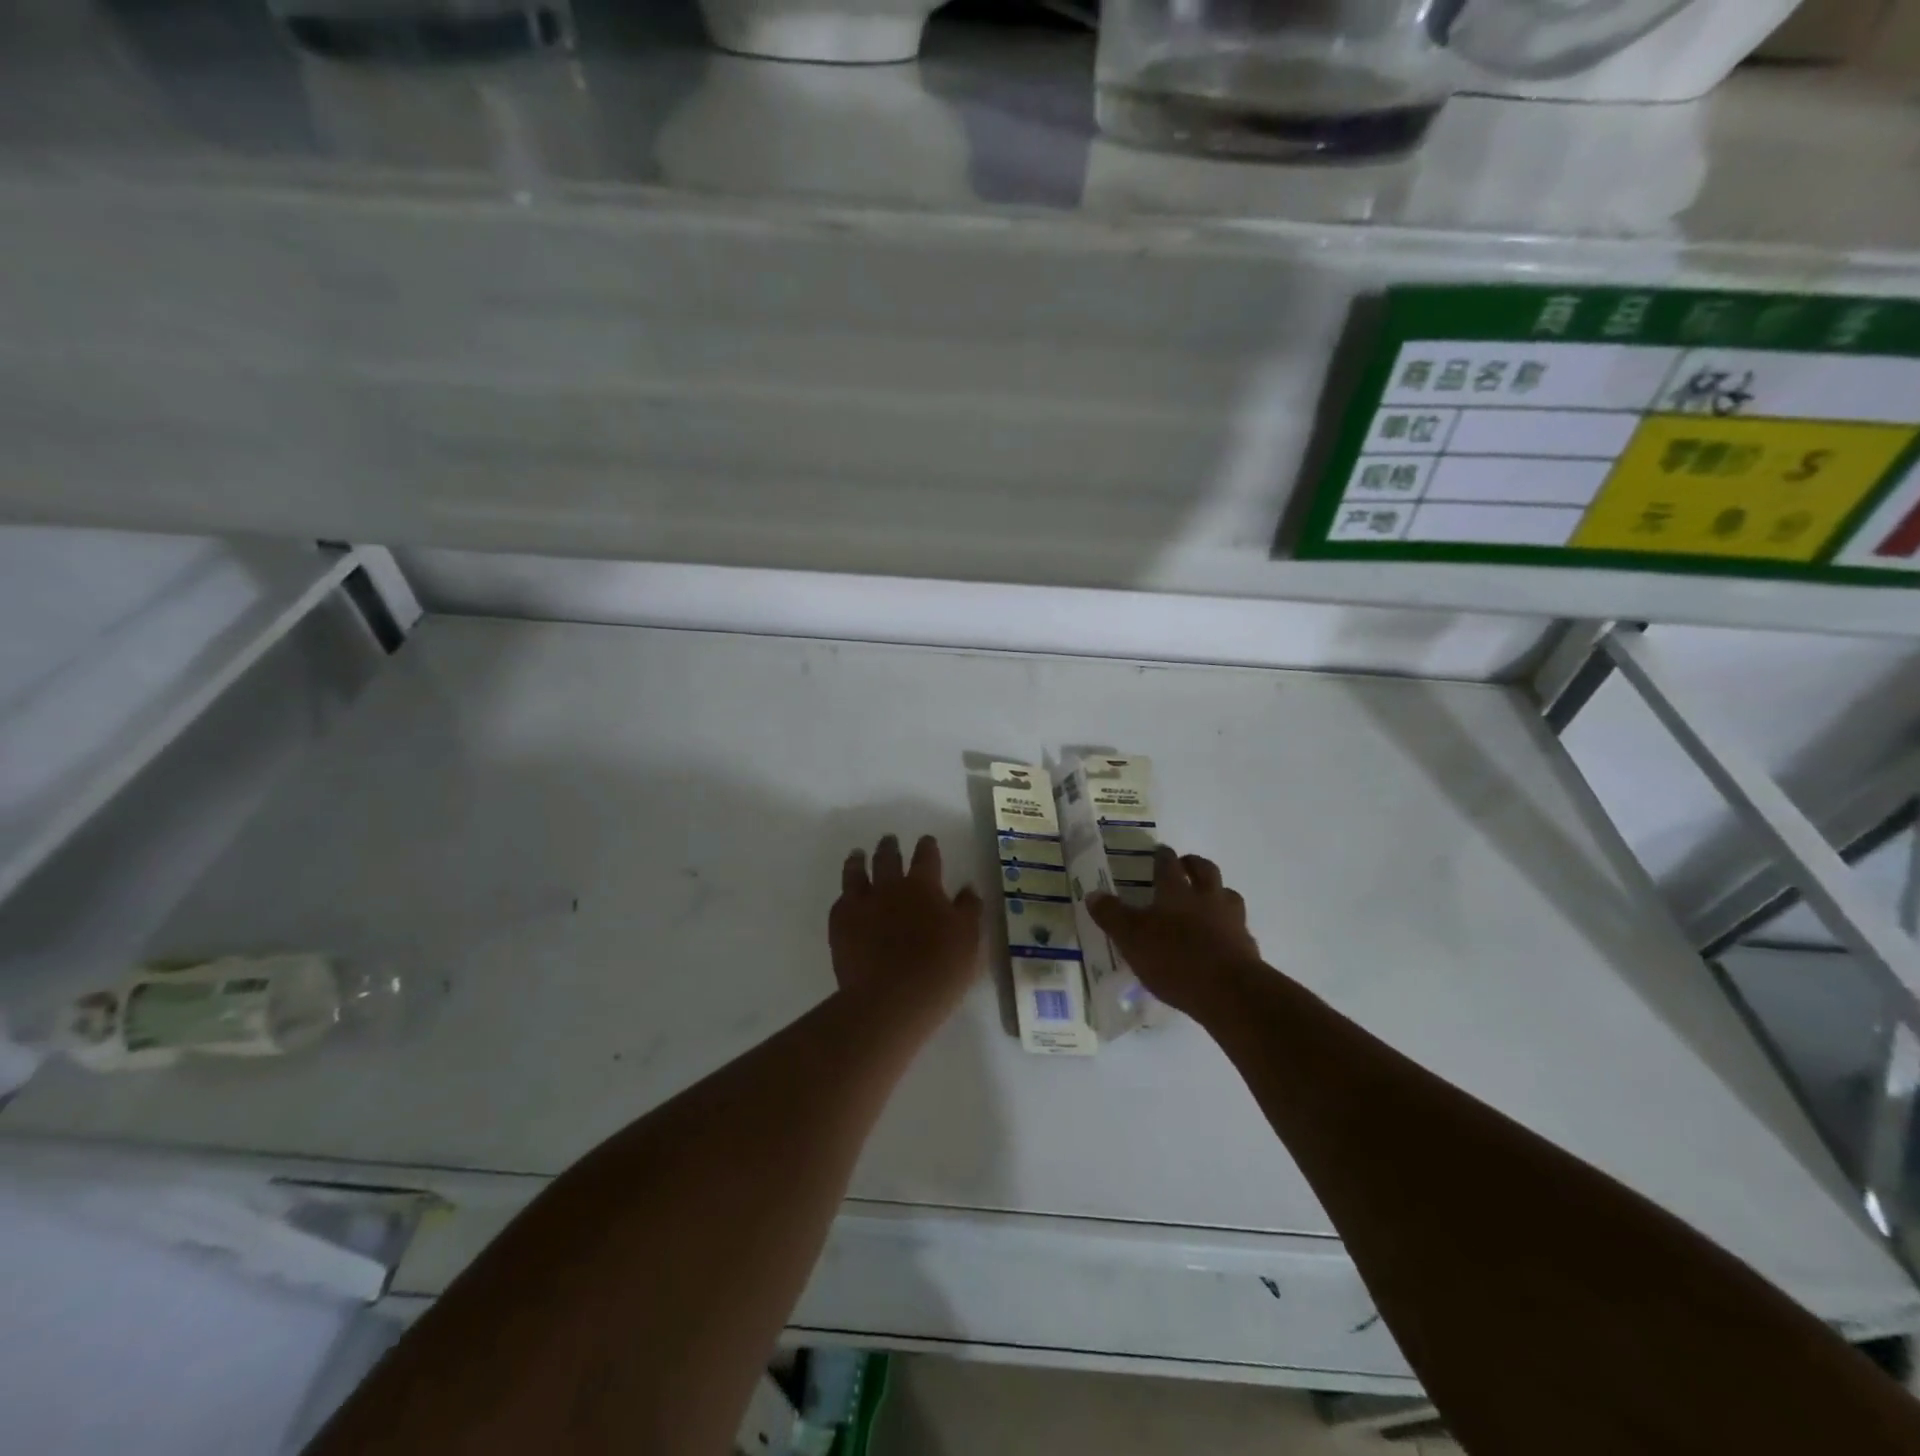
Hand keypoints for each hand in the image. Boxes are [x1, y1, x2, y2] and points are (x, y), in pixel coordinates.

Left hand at [830, 835, 983, 1011]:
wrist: (893, 999)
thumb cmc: (940, 968)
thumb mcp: (969, 938)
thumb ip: (969, 909)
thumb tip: (967, 888)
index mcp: (923, 886)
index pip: (926, 857)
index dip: (927, 846)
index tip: (926, 840)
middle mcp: (890, 887)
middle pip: (887, 858)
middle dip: (889, 847)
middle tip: (888, 840)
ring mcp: (861, 904)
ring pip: (856, 873)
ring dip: (858, 861)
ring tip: (857, 855)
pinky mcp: (840, 926)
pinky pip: (840, 902)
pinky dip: (844, 896)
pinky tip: (845, 897)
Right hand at [1088, 846, 1261, 1017]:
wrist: (1229, 991)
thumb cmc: (1174, 959)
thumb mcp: (1131, 938)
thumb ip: (1112, 915)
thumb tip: (1093, 893)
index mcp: (1176, 892)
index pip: (1168, 864)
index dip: (1162, 855)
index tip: (1160, 850)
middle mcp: (1206, 897)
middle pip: (1205, 870)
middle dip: (1194, 864)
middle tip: (1185, 865)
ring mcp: (1231, 919)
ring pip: (1227, 894)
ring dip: (1217, 891)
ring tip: (1208, 898)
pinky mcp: (1247, 945)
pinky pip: (1238, 926)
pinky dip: (1229, 925)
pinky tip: (1221, 937)